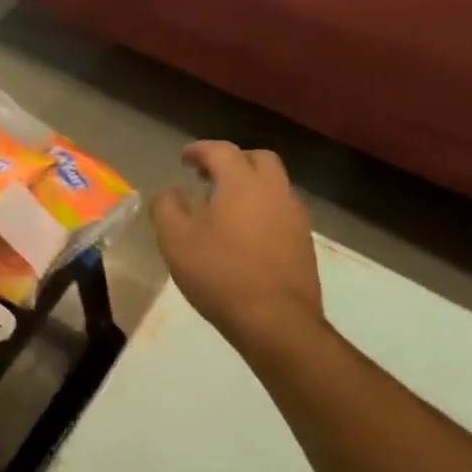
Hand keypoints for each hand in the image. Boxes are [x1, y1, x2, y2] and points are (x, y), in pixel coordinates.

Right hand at [152, 142, 323, 356]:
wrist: (276, 321)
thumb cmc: (219, 273)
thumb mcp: (175, 240)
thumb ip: (167, 207)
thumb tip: (170, 191)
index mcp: (241, 183)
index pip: (221, 150)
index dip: (200, 150)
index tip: (184, 158)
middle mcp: (273, 191)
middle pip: (258, 159)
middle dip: (233, 160)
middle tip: (209, 176)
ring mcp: (294, 216)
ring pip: (274, 184)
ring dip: (250, 184)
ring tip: (224, 206)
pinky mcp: (304, 241)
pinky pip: (282, 209)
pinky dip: (262, 207)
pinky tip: (244, 232)